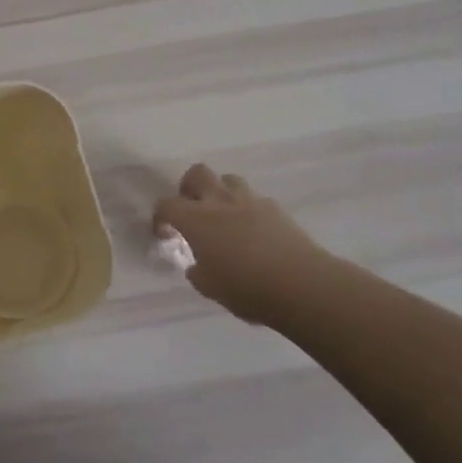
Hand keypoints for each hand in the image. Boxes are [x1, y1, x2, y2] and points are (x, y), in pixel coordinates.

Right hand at [155, 164, 325, 326]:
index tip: (165, 234)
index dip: (160, 217)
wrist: (301, 284)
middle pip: (197, 173)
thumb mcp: (211, 288)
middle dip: (189, 188)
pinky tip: (254, 232)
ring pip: (228, 179)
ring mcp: (250, 200)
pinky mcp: (275, 208)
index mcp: (196, 219)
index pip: (166, 205)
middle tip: (192, 210)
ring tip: (224, 217)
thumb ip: (198, 272)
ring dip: (220, 193)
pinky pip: (255, 199)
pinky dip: (248, 209)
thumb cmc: (247, 288)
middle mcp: (219, 201)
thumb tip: (197, 265)